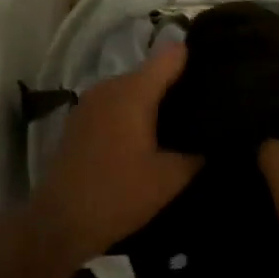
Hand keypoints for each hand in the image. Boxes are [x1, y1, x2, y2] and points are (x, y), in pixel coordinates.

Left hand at [27, 44, 200, 273]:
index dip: (194, 58)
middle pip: (150, 72)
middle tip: (205, 105)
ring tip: (180, 123)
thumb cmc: (118, 194)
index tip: (218, 67)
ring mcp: (89, 103)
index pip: (170, 56)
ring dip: (152, 102)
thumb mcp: (169, 179)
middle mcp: (109, 87)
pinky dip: (132, 114)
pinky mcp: (79, 121)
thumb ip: (196, 154)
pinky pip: (114, 106)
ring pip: (131, 90)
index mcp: (133, 91)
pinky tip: (147, 138)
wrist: (60, 221)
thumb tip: (212, 141)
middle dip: (176, 85)